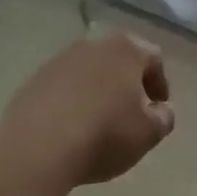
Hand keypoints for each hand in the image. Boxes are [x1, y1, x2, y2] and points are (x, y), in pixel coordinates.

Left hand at [0, 35, 176, 194]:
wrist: (36, 149)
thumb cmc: (104, 135)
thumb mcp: (148, 133)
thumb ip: (163, 118)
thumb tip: (161, 110)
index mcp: (126, 50)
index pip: (153, 58)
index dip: (160, 83)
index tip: (158, 108)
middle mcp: (93, 46)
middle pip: (118, 60)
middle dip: (127, 84)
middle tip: (131, 112)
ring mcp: (59, 62)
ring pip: (88, 73)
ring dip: (97, 92)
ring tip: (98, 123)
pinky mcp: (33, 82)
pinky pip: (62, 88)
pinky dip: (71, 102)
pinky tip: (70, 129)